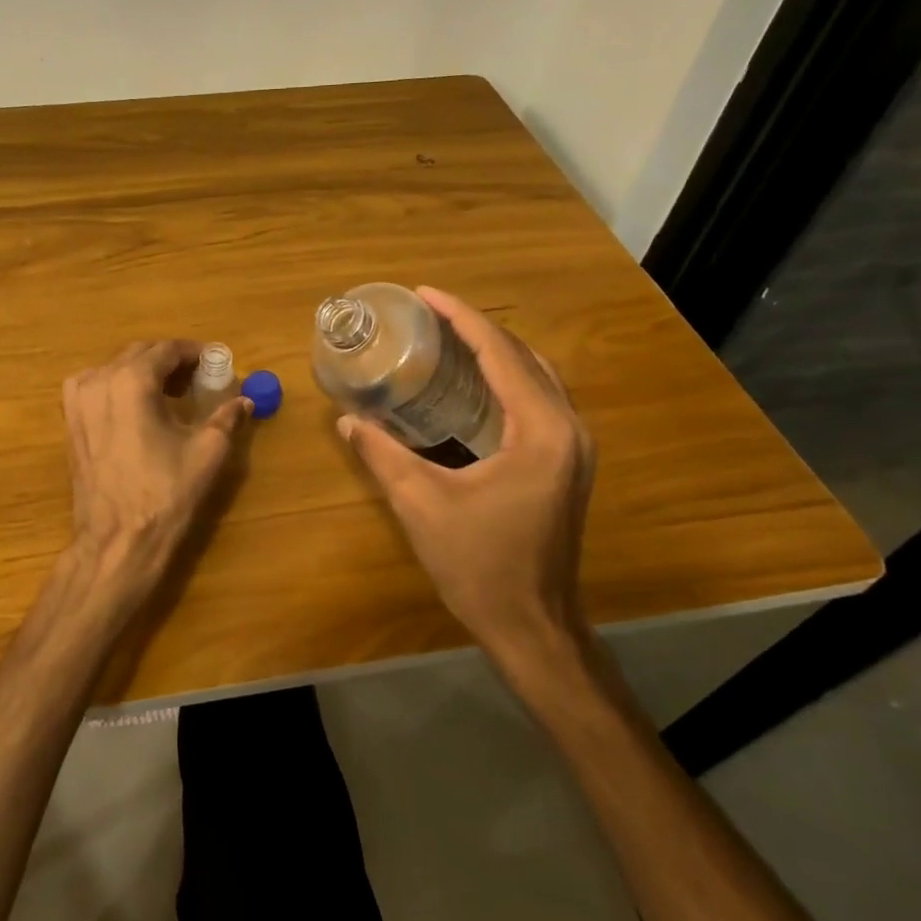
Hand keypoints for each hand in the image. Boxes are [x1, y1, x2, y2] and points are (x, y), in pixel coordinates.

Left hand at [60, 340, 251, 617]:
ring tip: (171, 393)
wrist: (117, 540)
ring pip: (116, 368)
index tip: (215, 363)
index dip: (195, 353)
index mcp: (132, 380)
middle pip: (139, 353)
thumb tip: (244, 401)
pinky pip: (95, 386)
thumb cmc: (165, 494)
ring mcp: (77, 400)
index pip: (167, 350)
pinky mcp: (70, 421)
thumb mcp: (207, 452)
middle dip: (170, 361)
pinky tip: (138, 408)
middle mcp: (99, 380)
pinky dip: (119, 386)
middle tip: (198, 379)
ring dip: (144, 371)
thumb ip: (227, 418)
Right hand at [338, 287, 595, 665]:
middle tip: (430, 315)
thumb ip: (382, 454)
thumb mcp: (420, 504)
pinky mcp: (566, 465)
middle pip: (523, 357)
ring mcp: (573, 449)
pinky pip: (537, 402)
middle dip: (477, 329)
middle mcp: (568, 429)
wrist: (532, 626)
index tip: (425, 293)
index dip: (461, 317)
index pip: (501, 353)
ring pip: (536, 377)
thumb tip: (347, 420)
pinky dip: (506, 381)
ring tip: (447, 339)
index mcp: (540, 431)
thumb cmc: (479, 565)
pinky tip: (472, 385)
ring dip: (495, 352)